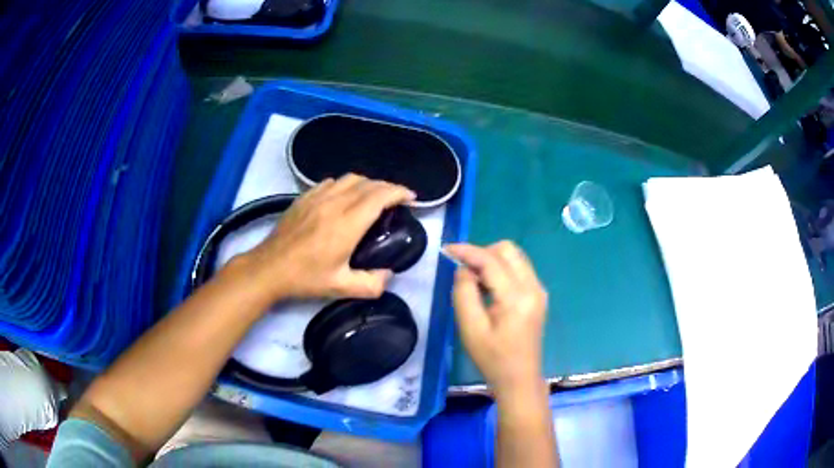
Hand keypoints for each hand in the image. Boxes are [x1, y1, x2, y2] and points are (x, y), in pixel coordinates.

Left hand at [239, 174, 414, 301]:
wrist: (269, 268)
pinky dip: (346, 185)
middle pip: (368, 183)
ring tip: (373, 196)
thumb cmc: (305, 278)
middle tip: (397, 199)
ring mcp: (317, 197)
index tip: (411, 197)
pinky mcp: (304, 198)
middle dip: (388, 187)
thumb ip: (371, 284)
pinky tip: (344, 196)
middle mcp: (335, 203)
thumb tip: (388, 274)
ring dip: (368, 184)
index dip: (399, 192)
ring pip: (350, 178)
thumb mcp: (341, 288)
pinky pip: (331, 182)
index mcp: (347, 224)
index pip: (380, 196)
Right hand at [446, 241, 547, 396]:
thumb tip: (464, 269)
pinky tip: (489, 288)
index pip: (491, 260)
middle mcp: (533, 287)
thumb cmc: (492, 358)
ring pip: (515, 257)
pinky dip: (501, 269)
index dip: (467, 251)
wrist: (519, 378)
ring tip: (474, 282)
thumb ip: (464, 293)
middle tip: (463, 270)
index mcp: (517, 297)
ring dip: (492, 260)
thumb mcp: (470, 328)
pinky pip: (519, 269)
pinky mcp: (538, 295)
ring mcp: (539, 290)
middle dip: (482, 253)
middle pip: (508, 250)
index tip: (446, 249)